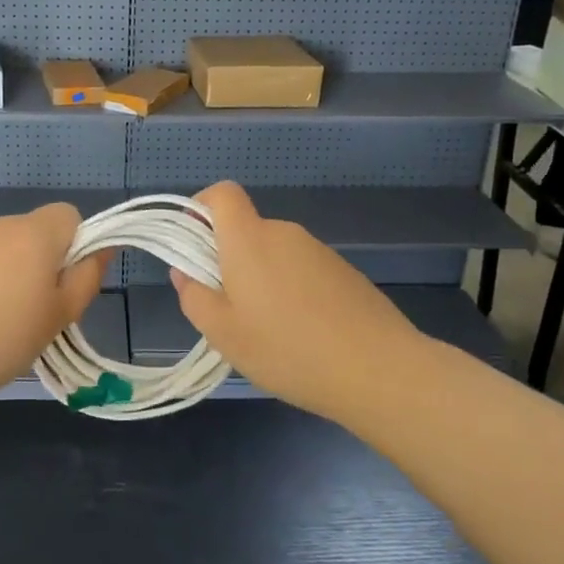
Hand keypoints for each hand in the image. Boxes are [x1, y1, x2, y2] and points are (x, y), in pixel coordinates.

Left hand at [0, 203, 107, 403]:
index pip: (70, 215)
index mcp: (34, 232)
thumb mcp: (59, 315)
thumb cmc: (2, 338)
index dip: (78, 245)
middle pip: (40, 231)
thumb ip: (86, 278)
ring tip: (9, 322)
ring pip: (12, 249)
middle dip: (49, 262)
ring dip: (20, 274)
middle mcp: (1, 225)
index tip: (68, 285)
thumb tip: (101, 250)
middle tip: (43, 311)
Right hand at [169, 183, 422, 417]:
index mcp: (249, 239)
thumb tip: (184, 272)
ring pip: (272, 253)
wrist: (379, 370)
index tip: (192, 245)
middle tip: (227, 309)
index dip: (200, 208)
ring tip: (267, 331)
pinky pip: (301, 269)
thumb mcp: (224, 334)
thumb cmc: (288, 350)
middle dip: (227, 259)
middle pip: (245, 229)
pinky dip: (290, 290)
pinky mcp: (343, 271)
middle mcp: (283, 233)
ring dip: (260, 279)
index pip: (222, 193)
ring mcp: (318, 250)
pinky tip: (302, 334)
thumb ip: (194, 296)